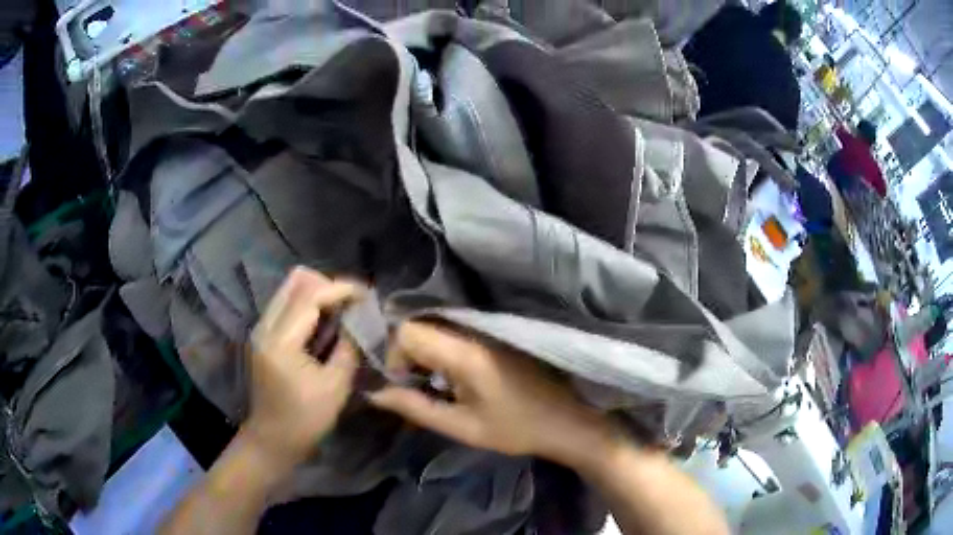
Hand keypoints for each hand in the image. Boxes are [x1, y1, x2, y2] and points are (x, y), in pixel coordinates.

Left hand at [245, 267, 361, 469]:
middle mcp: (265, 326)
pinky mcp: (263, 335)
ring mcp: (261, 328)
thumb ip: (349, 347)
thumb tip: (361, 319)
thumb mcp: (336, 386)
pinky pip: (286, 303)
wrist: (273, 439)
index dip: (340, 289)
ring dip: (317, 292)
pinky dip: (308, 304)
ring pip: (289, 289)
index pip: (310, 296)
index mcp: (281, 342)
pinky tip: (325, 322)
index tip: (367, 294)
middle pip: (295, 281)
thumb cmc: (306, 419)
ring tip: (342, 310)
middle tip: (352, 302)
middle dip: (327, 285)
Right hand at [369, 322, 611, 464]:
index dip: (396, 355)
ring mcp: (488, 331)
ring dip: (426, 356)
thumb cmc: (516, 429)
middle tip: (418, 389)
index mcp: (464, 352)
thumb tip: (376, 393)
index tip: (405, 384)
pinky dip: (444, 354)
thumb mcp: (463, 427)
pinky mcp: (497, 336)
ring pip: (437, 329)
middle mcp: (474, 331)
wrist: (568, 421)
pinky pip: (456, 334)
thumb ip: (415, 408)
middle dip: (408, 356)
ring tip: (437, 388)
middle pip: (421, 326)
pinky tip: (456, 381)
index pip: (408, 330)